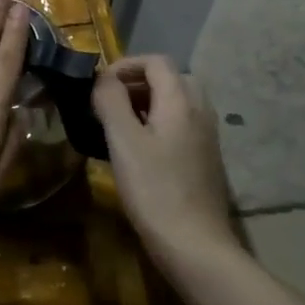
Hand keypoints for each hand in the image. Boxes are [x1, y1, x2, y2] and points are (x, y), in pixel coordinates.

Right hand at [92, 55, 238, 259]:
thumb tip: (103, 78)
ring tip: (118, 124)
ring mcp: (206, 136)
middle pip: (170, 78)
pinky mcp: (204, 158)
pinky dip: (157, 122)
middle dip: (137, 82)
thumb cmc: (153, 188)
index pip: (157, 62)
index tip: (98, 86)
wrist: (193, 243)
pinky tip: (137, 149)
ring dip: (146, 103)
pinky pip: (180, 124)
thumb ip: (111, 101)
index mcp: (181, 102)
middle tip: (109, 102)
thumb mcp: (123, 140)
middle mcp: (199, 112)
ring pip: (176, 102)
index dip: (125, 65)